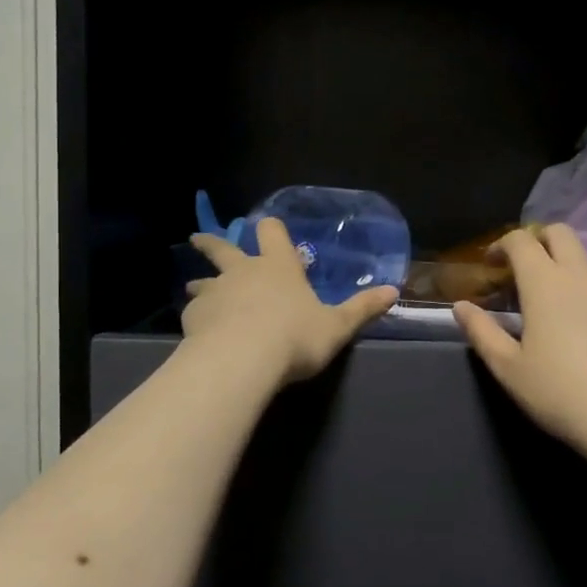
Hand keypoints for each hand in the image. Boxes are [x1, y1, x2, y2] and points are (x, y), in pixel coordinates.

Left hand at [185, 218, 397, 385]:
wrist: (243, 360)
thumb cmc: (295, 338)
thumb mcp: (337, 327)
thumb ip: (362, 309)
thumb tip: (393, 291)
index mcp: (279, 267)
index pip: (271, 232)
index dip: (270, 228)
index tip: (263, 226)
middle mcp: (243, 271)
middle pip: (223, 248)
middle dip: (211, 243)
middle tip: (197, 239)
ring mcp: (215, 292)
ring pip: (202, 281)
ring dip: (200, 284)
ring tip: (193, 289)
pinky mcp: (194, 317)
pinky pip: (193, 311)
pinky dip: (196, 317)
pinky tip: (198, 330)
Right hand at [453, 225, 586, 456]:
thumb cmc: (559, 392)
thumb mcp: (508, 368)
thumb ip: (481, 331)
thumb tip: (461, 306)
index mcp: (544, 283)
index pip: (520, 240)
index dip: (501, 245)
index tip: (492, 265)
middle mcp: (581, 274)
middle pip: (560, 233)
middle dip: (538, 241)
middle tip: (524, 271)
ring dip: (567, 265)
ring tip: (557, 300)